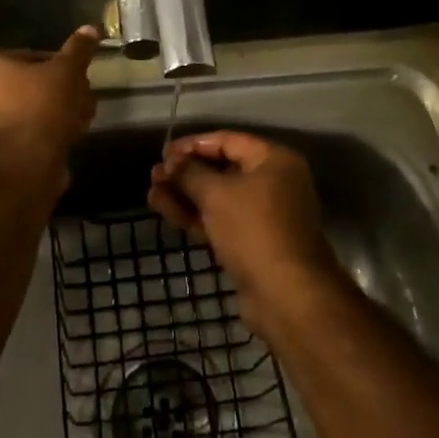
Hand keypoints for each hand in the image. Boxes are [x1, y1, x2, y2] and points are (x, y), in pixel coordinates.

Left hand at [0, 27, 100, 190]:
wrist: (22, 169)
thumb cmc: (42, 109)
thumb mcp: (67, 72)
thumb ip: (79, 49)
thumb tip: (90, 27)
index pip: (37, 56)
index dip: (65, 67)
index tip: (82, 80)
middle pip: (36, 84)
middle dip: (65, 93)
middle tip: (85, 102)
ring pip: (35, 109)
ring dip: (61, 113)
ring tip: (82, 123)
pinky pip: (28, 132)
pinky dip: (48, 134)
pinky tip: (69, 139)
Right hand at [149, 131, 338, 333]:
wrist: (286, 296)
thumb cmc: (253, 229)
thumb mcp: (216, 194)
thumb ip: (190, 172)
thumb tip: (171, 162)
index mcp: (274, 161)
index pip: (228, 141)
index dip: (193, 144)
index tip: (164, 152)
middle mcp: (273, 183)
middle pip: (223, 169)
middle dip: (186, 172)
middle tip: (154, 175)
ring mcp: (264, 215)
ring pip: (218, 197)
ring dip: (186, 194)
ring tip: (152, 192)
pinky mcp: (253, 243)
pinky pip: (220, 220)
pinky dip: (195, 215)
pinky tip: (165, 209)